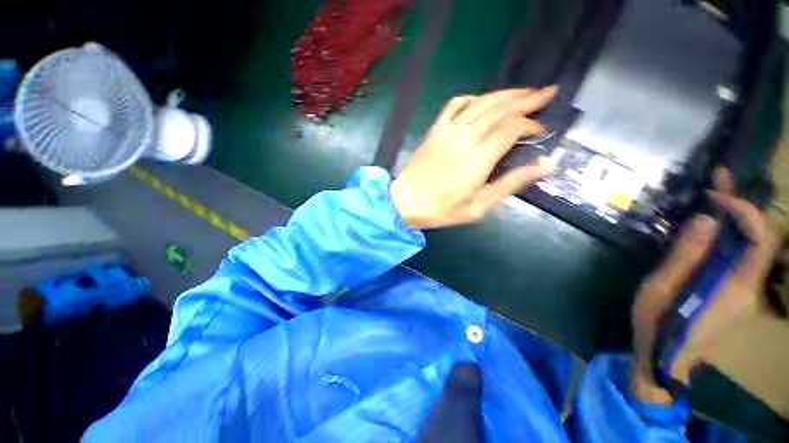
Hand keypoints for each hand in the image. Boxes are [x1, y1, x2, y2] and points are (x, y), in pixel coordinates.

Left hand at [390, 87, 557, 229]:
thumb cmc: (440, 210)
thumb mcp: (477, 207)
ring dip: (505, 94)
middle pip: (500, 109)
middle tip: (547, 92)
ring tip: (525, 91)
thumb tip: (543, 165)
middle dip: (527, 99)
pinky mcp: (435, 130)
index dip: (530, 124)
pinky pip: (455, 105)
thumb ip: (509, 185)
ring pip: (481, 102)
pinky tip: (482, 101)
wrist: (405, 202)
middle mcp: (464, 138)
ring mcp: (447, 131)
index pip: (511, 129)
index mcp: (477, 159)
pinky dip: (473, 99)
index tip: (540, 130)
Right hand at [631, 169, 780, 403]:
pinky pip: (741, 255)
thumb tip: (707, 219)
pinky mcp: (735, 291)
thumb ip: (685, 257)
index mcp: (735, 288)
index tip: (715, 196)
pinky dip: (730, 233)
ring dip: (736, 216)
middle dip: (742, 205)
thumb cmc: (658, 325)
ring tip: (714, 194)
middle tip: (718, 178)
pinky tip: (712, 223)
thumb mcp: (661, 290)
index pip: (761, 240)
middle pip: (762, 238)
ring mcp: (745, 290)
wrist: (665, 358)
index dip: (745, 211)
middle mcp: (750, 287)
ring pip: (753, 245)